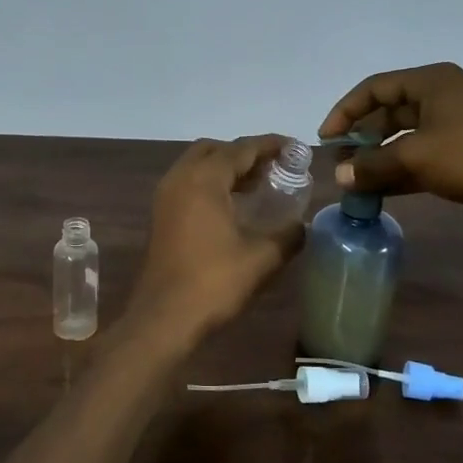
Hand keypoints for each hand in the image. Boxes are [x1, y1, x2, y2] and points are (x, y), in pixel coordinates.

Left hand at [127, 136, 304, 346]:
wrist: (164, 317)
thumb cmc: (213, 282)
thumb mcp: (262, 259)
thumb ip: (288, 235)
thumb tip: (301, 225)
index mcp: (204, 179)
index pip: (241, 149)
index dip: (270, 145)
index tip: (295, 148)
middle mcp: (181, 178)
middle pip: (215, 149)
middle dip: (245, 153)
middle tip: (274, 167)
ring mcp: (166, 196)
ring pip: (198, 165)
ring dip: (226, 168)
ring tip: (259, 185)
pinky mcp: (161, 215)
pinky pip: (189, 183)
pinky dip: (211, 183)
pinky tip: (233, 206)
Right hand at [318, 63, 462, 233]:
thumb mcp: (415, 157)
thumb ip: (372, 165)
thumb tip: (339, 176)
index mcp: (431, 83)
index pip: (375, 88)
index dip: (346, 111)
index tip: (327, 138)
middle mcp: (439, 99)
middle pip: (387, 113)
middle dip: (362, 139)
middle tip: (340, 163)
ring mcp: (451, 128)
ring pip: (401, 140)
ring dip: (377, 160)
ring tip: (353, 182)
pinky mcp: (458, 156)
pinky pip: (417, 160)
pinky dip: (396, 174)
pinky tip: (376, 193)